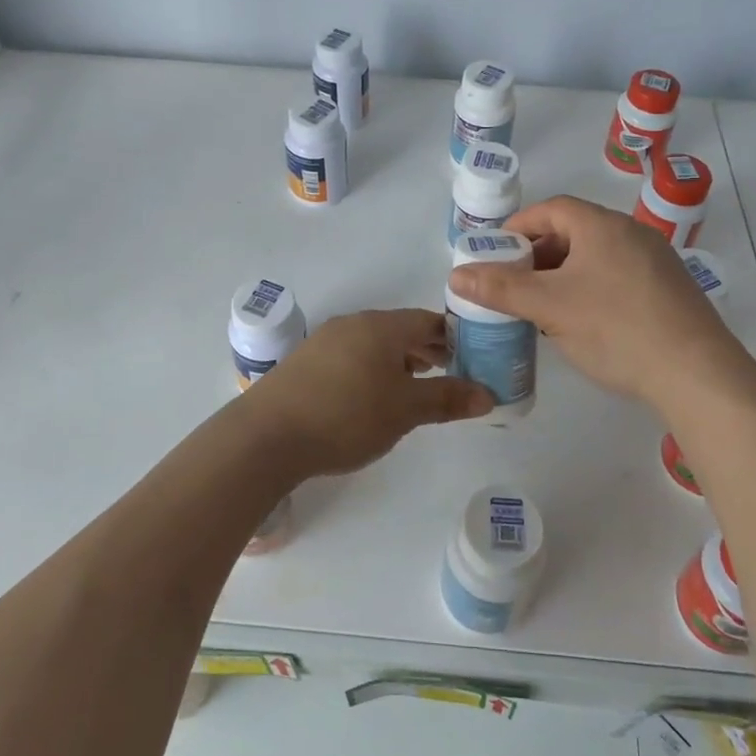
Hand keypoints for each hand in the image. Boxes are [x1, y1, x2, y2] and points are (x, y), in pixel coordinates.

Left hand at [243, 309, 494, 476]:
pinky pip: (352, 355)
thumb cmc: (347, 416)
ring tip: (415, 386)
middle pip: (401, 329)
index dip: (454, 337)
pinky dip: (372, 368)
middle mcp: (354, 323)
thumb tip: (488, 394)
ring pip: (375, 342)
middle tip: (451, 373)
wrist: (267, 435)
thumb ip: (447, 399)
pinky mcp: (306, 361)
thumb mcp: (405, 410)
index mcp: (382, 326)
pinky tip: (371, 396)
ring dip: (399, 359)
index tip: (474, 357)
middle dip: (428, 349)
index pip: (429, 320)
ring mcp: (326, 340)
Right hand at [447, 195, 746, 406]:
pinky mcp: (669, 290)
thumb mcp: (549, 308)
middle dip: (538, 254)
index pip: (551, 209)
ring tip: (542, 306)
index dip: (518, 227)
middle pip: (573, 231)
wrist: (698, 374)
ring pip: (596, 257)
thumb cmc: (616, 329)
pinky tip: (583, 321)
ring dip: (563, 274)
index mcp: (602, 226)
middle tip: (513, 283)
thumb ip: (501, 289)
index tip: (495, 253)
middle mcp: (631, 233)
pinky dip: (590, 288)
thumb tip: (456, 275)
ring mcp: (656, 261)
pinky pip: (617, 276)